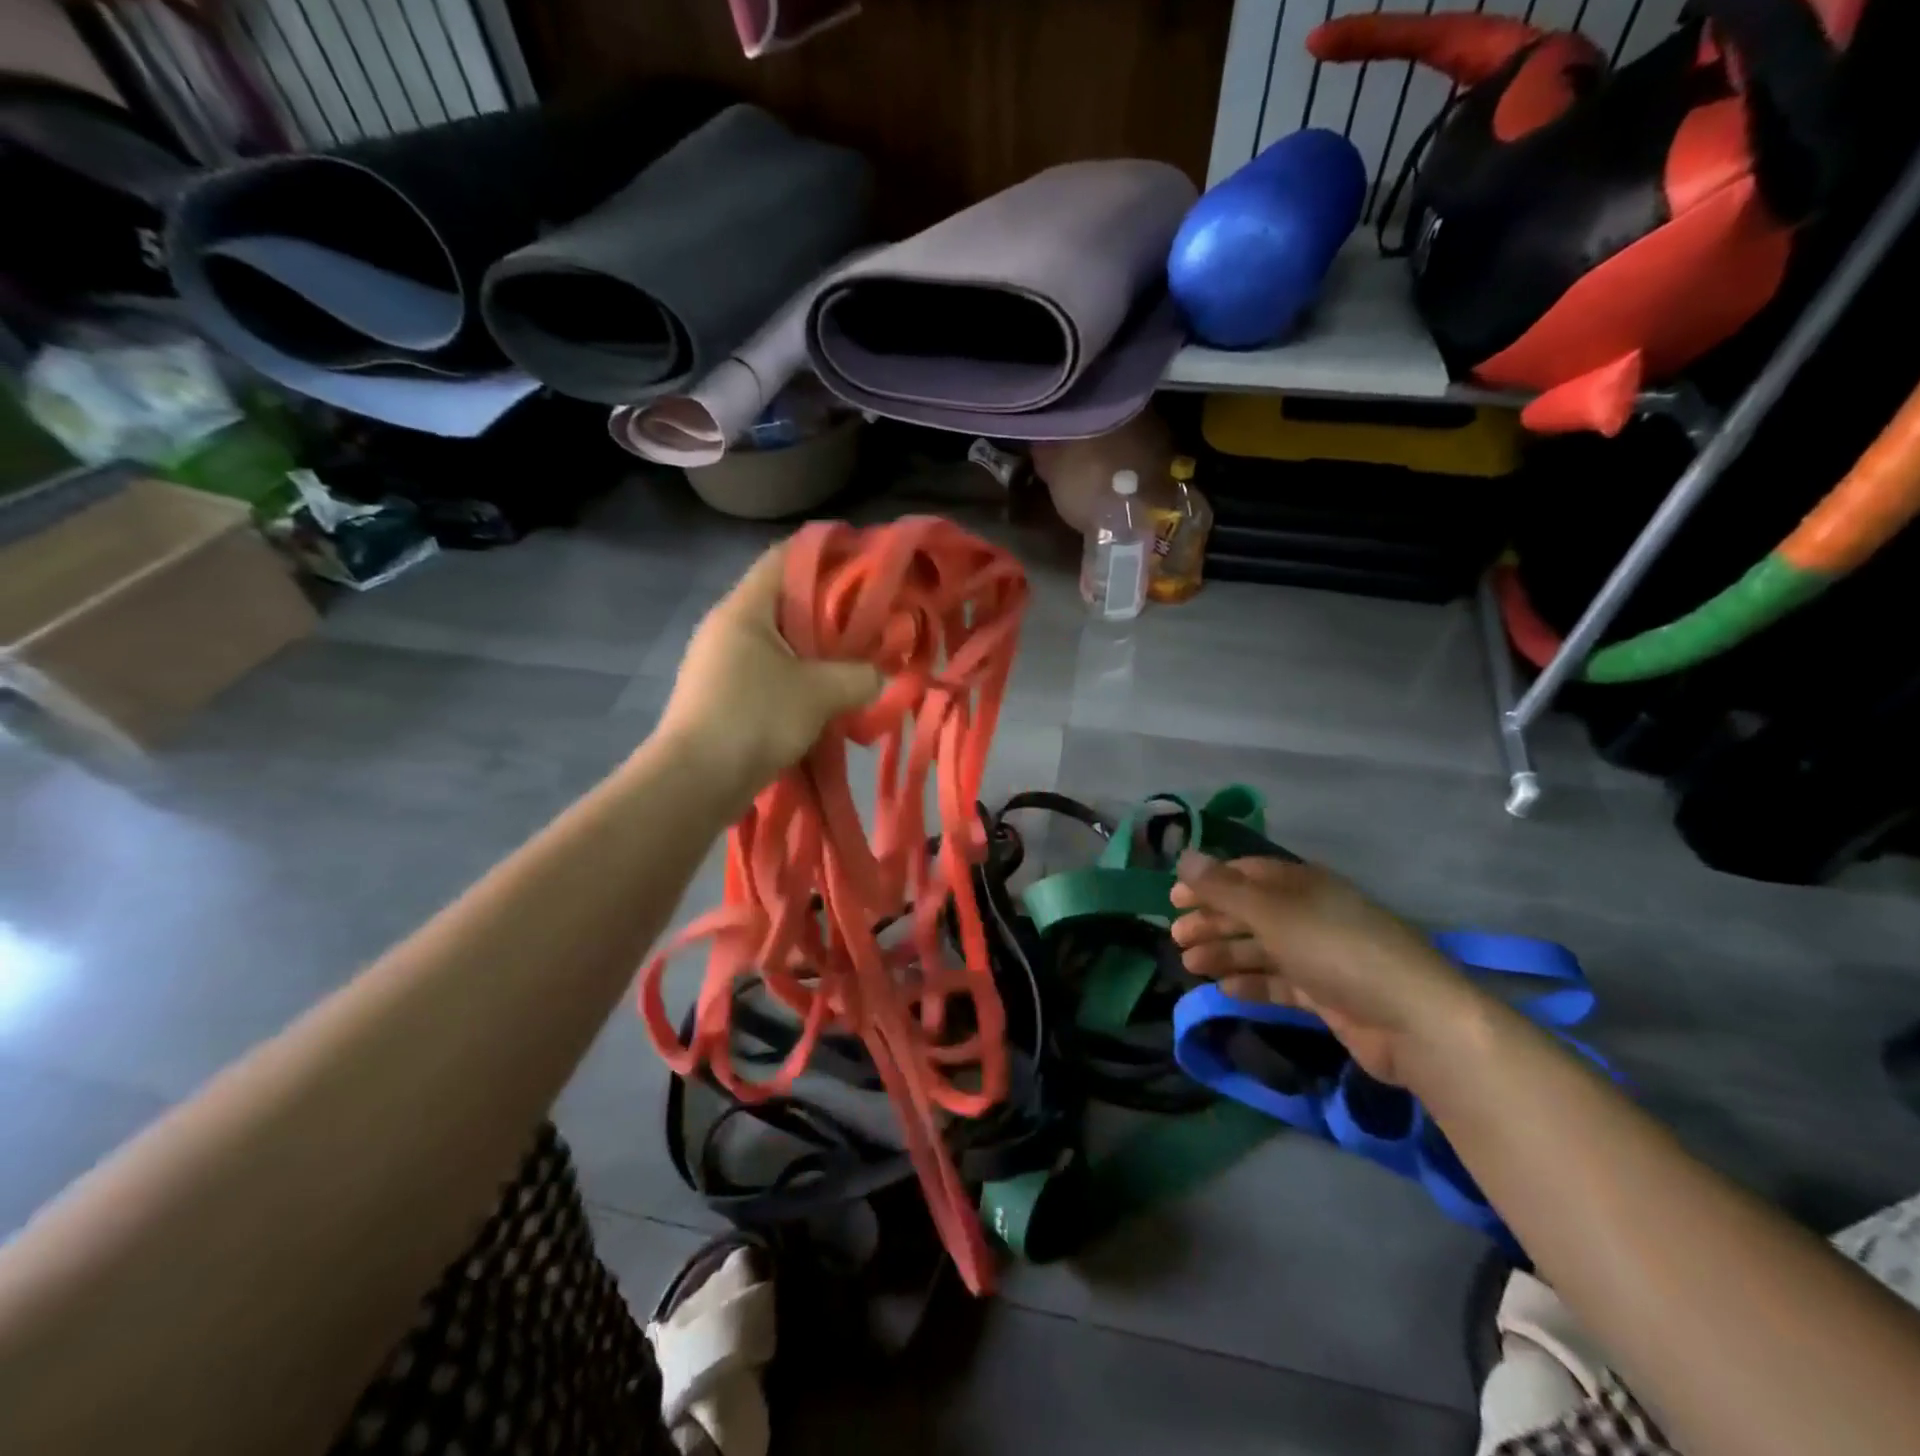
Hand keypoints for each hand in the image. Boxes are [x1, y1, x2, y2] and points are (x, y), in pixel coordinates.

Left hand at [655, 541, 883, 803]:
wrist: (695, 783)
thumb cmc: (755, 719)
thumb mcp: (821, 693)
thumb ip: (860, 675)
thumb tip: (878, 675)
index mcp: (745, 608)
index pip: (785, 557)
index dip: (828, 553)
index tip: (866, 562)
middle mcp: (729, 627)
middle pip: (787, 601)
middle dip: (832, 609)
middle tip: (873, 620)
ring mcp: (722, 663)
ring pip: (781, 642)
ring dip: (818, 651)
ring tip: (857, 662)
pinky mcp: (724, 696)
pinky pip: (771, 674)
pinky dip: (801, 679)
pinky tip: (828, 698)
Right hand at [1170, 853, 1477, 1083]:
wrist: (1412, 1020)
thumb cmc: (1335, 950)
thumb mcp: (1272, 912)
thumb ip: (1224, 888)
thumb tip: (1184, 857)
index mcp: (1302, 884)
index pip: (1246, 874)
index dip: (1208, 883)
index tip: (1173, 899)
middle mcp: (1310, 913)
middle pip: (1250, 911)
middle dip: (1212, 921)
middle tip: (1175, 938)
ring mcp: (1320, 955)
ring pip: (1261, 948)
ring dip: (1224, 953)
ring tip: (1190, 965)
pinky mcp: (1328, 993)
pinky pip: (1279, 982)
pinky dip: (1251, 983)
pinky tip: (1224, 990)